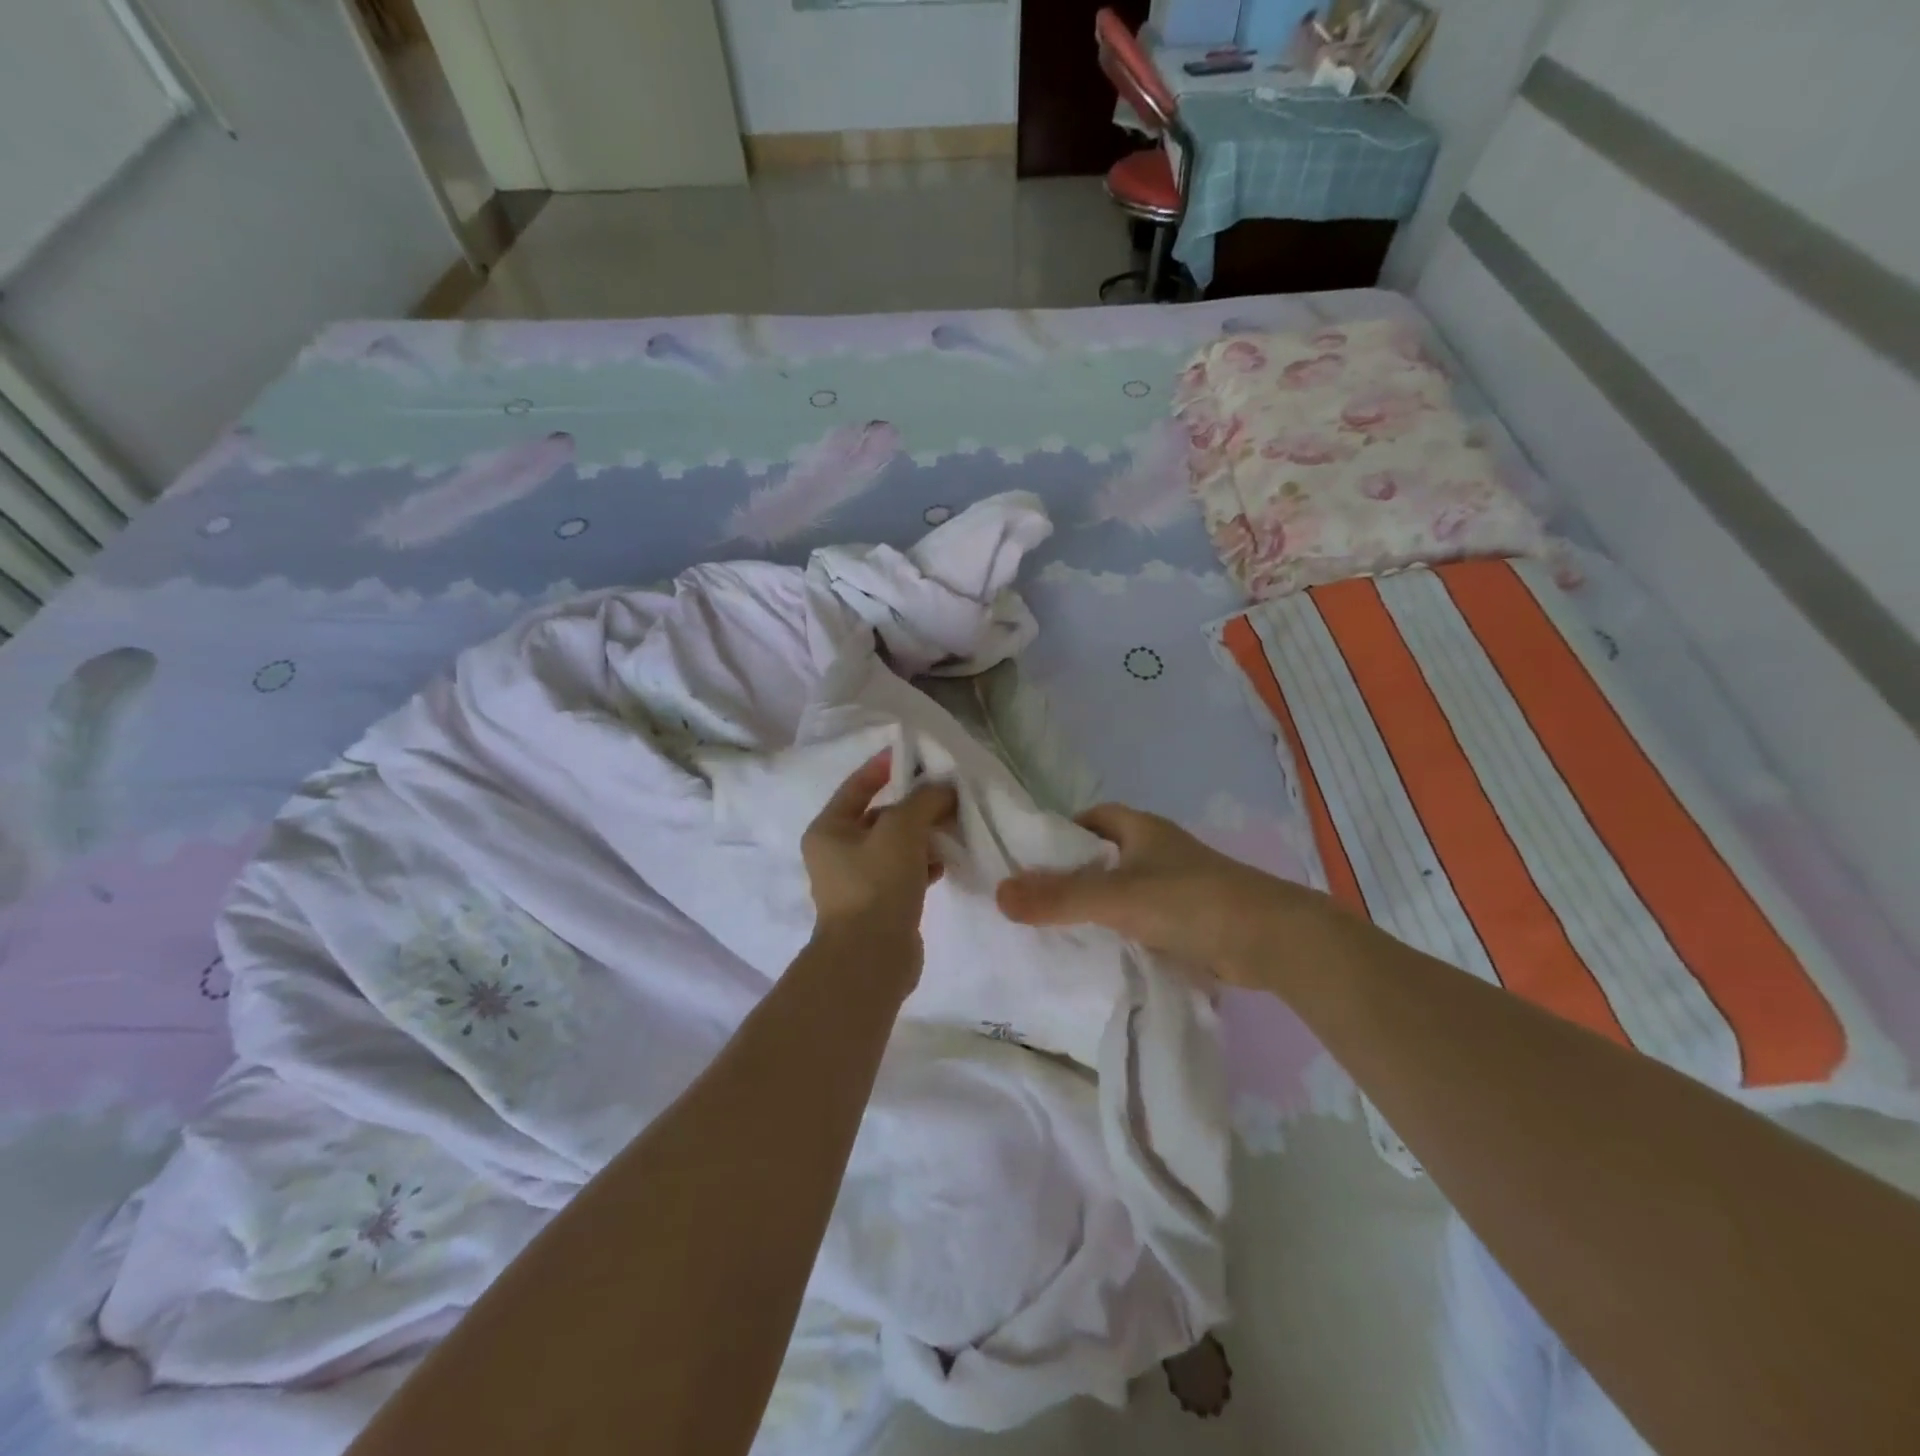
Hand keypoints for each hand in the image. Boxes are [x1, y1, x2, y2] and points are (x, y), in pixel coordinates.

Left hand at [802, 751, 956, 952]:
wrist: (872, 958)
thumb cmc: (877, 883)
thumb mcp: (901, 829)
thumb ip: (924, 800)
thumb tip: (944, 789)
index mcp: (828, 829)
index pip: (858, 786)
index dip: (885, 767)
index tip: (916, 755)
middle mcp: (837, 852)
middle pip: (881, 816)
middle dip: (914, 805)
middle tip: (948, 795)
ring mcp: (859, 881)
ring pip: (896, 845)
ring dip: (924, 835)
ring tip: (954, 826)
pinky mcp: (880, 904)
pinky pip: (905, 872)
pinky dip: (924, 863)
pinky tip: (947, 861)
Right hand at [995, 803, 1325, 984]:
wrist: (1270, 940)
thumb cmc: (1190, 901)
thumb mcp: (1116, 897)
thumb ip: (1059, 897)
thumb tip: (999, 894)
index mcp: (1141, 829)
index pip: (1091, 818)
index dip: (1061, 834)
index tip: (1031, 859)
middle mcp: (1158, 850)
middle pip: (1103, 856)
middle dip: (1072, 875)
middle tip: (1034, 901)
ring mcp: (1176, 885)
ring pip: (1123, 890)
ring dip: (1096, 907)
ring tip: (1055, 930)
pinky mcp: (1189, 919)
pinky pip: (1142, 919)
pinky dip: (1121, 931)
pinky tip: (1099, 953)